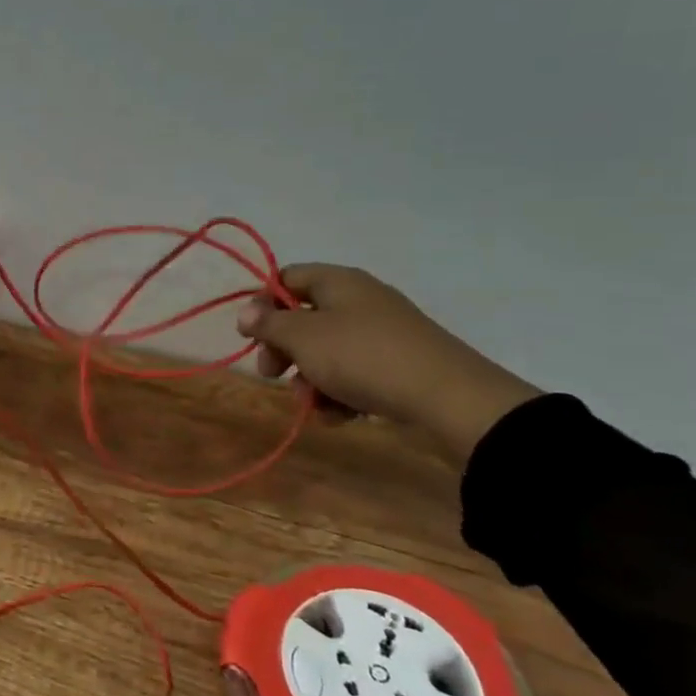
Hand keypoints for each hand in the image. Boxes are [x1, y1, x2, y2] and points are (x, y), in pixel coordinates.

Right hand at [238, 264, 541, 462]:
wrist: (449, 398)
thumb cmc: (363, 357)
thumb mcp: (304, 338)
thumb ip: (269, 324)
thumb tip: (246, 312)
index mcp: (338, 282)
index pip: (286, 278)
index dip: (262, 304)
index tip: (249, 336)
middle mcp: (360, 300)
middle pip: (304, 319)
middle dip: (284, 350)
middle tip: (272, 375)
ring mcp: (382, 334)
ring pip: (327, 352)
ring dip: (310, 379)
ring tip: (313, 405)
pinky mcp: (398, 365)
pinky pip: (355, 374)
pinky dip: (340, 393)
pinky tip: (340, 416)